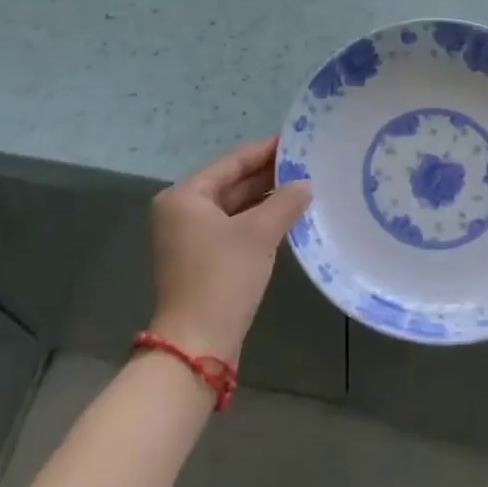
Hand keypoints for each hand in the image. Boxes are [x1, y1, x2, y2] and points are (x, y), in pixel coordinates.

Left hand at [149, 137, 311, 363]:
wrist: (198, 344)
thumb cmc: (223, 277)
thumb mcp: (259, 233)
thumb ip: (285, 201)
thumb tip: (305, 184)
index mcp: (185, 196)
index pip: (232, 161)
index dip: (266, 151)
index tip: (297, 141)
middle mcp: (181, 211)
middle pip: (231, 183)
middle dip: (268, 175)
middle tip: (307, 164)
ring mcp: (189, 238)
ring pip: (234, 207)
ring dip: (266, 199)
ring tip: (303, 187)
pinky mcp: (201, 260)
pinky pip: (233, 228)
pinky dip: (258, 221)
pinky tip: (287, 216)